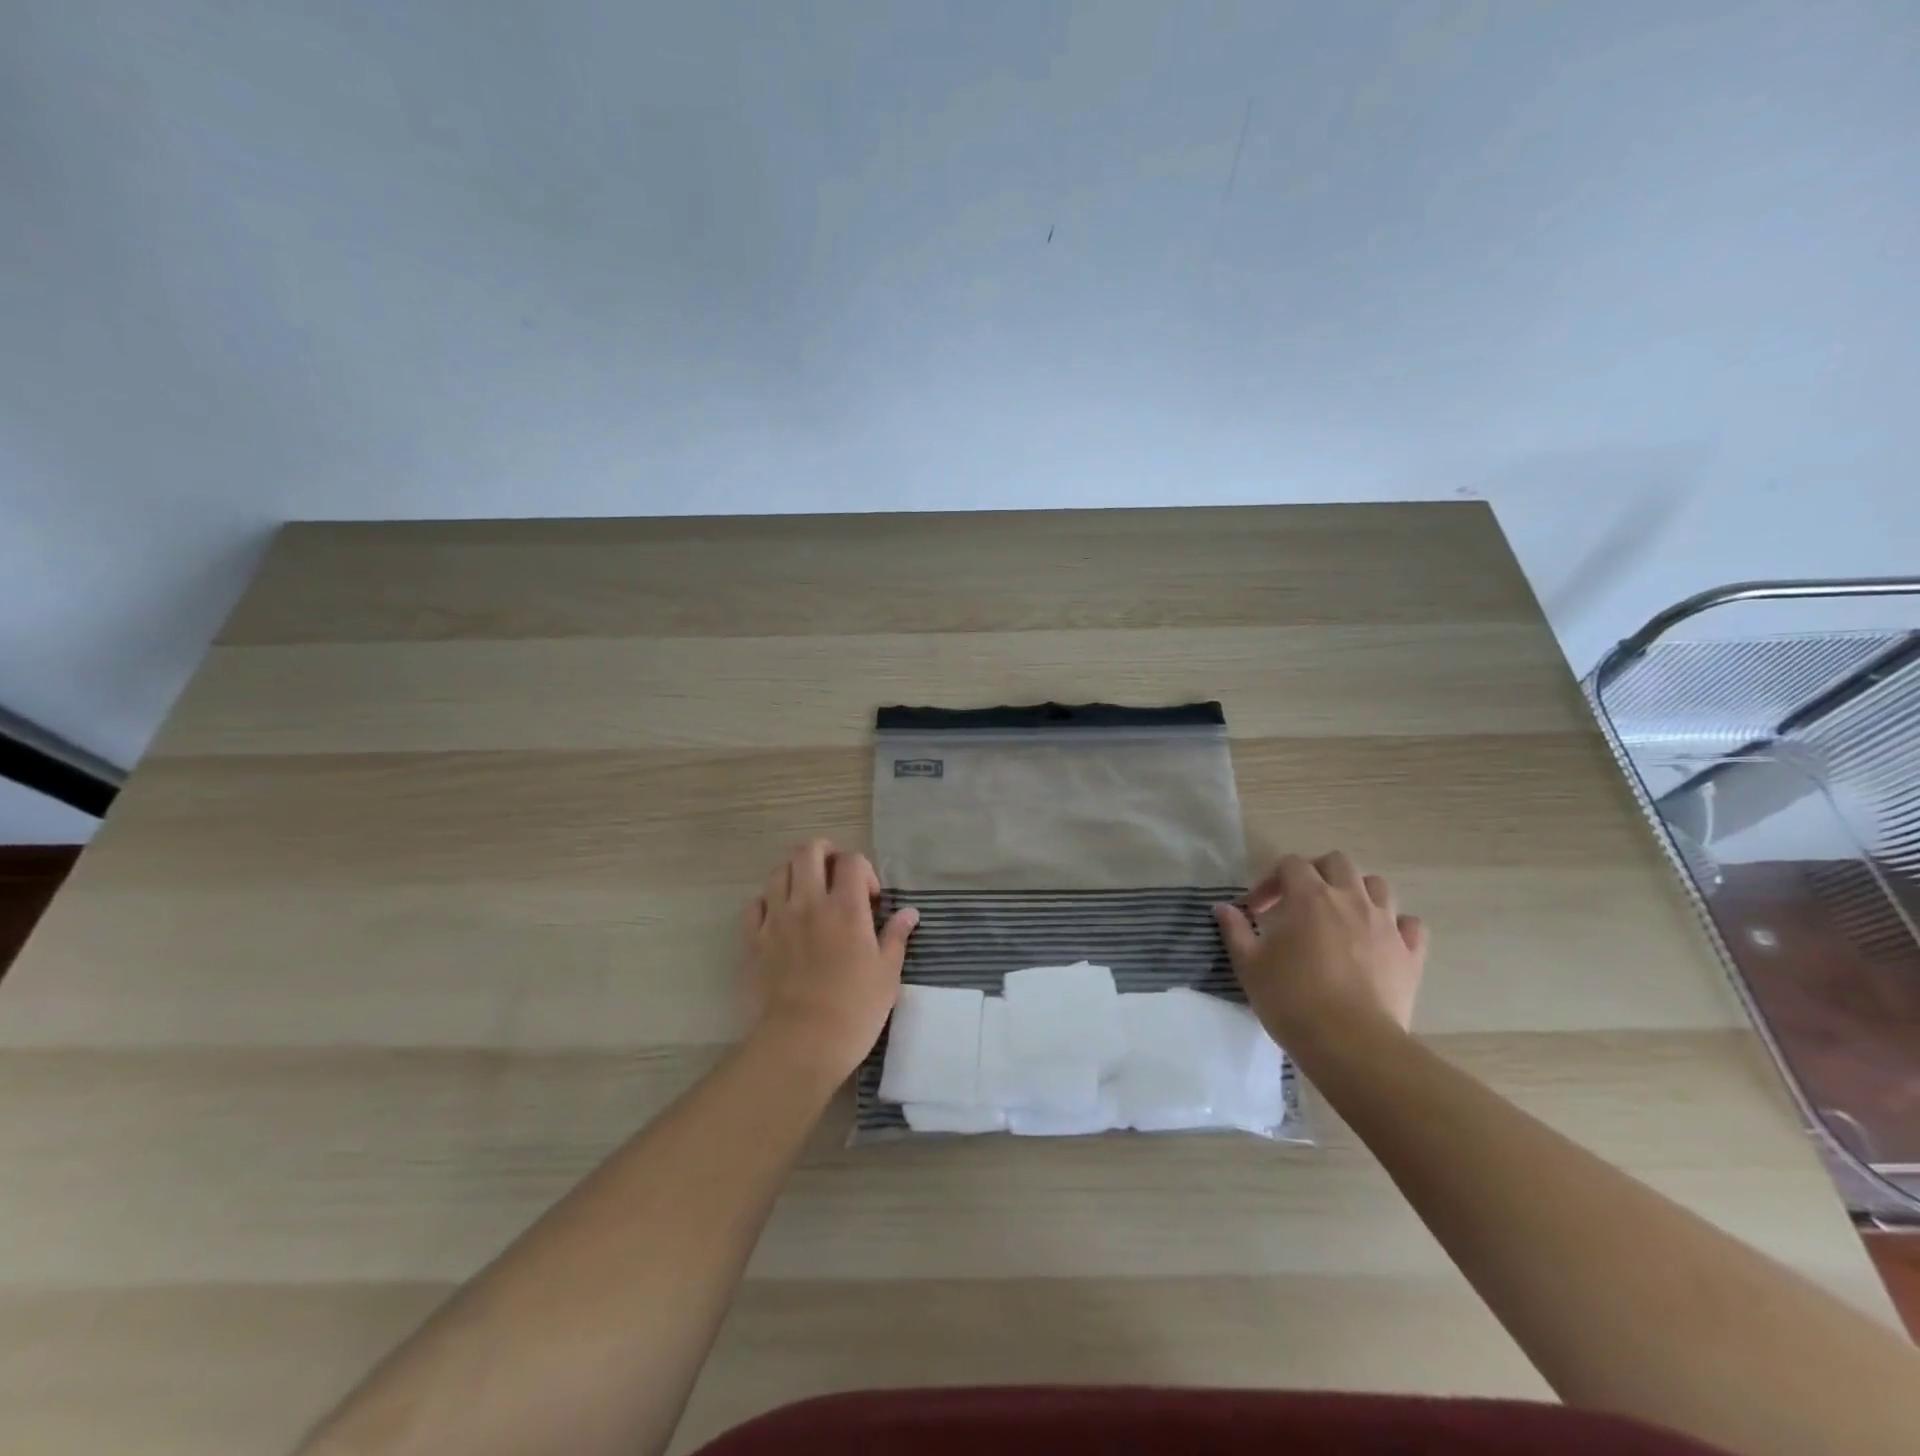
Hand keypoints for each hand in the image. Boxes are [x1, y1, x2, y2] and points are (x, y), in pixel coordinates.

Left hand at [740, 840, 919, 1079]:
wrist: (800, 1044)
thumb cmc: (854, 1011)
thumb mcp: (887, 974)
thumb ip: (896, 937)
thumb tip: (909, 913)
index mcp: (845, 908)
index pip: (851, 860)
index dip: (863, 870)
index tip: (870, 899)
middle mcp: (808, 903)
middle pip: (808, 851)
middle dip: (824, 853)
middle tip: (836, 876)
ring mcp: (776, 920)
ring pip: (778, 872)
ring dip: (795, 874)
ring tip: (808, 895)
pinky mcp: (753, 941)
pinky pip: (755, 905)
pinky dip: (768, 902)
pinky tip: (779, 918)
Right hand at [1212, 852, 1427, 1051]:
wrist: (1350, 1044)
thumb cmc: (1291, 999)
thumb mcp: (1249, 965)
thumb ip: (1235, 930)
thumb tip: (1223, 908)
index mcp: (1310, 897)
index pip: (1290, 864)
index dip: (1270, 879)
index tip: (1256, 909)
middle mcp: (1351, 900)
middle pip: (1337, 862)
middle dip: (1316, 872)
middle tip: (1298, 900)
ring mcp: (1386, 925)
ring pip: (1377, 886)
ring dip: (1356, 892)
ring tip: (1340, 915)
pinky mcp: (1410, 954)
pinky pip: (1410, 925)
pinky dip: (1395, 925)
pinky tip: (1380, 940)